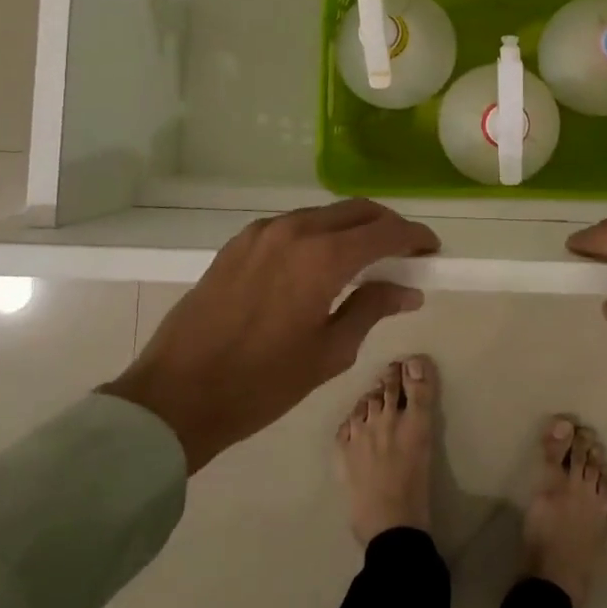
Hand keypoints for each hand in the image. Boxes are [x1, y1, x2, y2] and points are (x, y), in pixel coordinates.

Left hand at [102, 200, 438, 472]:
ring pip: (323, 214)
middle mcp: (294, 231)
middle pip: (356, 210)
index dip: (414, 236)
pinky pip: (293, 225)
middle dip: (387, 225)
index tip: (431, 249)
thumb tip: (407, 290)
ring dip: (352, 227)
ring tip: (365, 257)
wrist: (175, 396)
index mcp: (322, 258)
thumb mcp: (328, 353)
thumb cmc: (261, 383)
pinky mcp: (239, 243)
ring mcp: (262, 232)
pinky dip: (318, 233)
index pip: (384, 231)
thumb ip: (371, 309)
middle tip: (404, 251)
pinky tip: (320, 261)